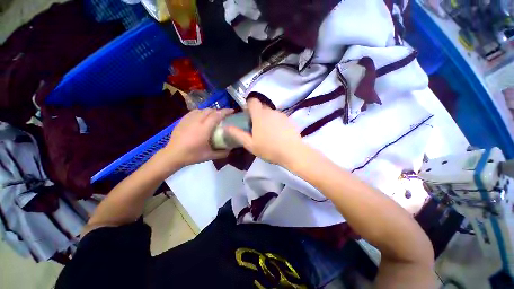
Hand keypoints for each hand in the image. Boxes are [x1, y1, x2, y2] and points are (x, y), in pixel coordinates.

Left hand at [162, 108, 233, 166]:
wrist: (173, 155)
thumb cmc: (192, 155)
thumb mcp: (209, 156)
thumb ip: (222, 153)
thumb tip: (231, 150)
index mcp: (204, 128)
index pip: (216, 115)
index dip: (225, 111)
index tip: (232, 111)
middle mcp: (197, 121)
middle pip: (209, 110)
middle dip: (218, 111)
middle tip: (224, 116)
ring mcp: (188, 119)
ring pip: (201, 110)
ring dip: (210, 111)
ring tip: (213, 116)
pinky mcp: (182, 120)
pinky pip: (194, 112)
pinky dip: (201, 112)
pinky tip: (202, 117)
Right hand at [226, 98, 303, 165]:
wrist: (292, 152)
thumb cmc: (269, 149)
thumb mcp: (250, 144)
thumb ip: (238, 134)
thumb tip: (227, 127)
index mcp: (260, 115)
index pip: (253, 101)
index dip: (248, 106)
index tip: (248, 116)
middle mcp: (271, 111)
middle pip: (262, 107)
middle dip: (257, 114)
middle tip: (257, 128)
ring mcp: (281, 115)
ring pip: (271, 113)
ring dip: (267, 119)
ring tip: (268, 133)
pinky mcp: (289, 120)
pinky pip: (279, 117)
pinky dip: (276, 122)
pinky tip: (278, 134)